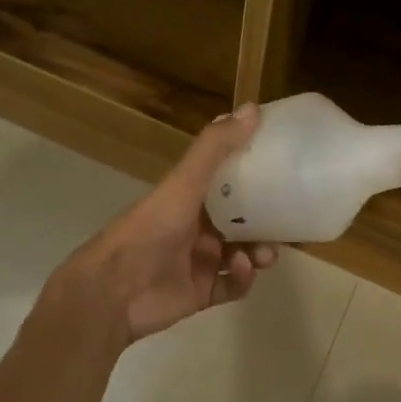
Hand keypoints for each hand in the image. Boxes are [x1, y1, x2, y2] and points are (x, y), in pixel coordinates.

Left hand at [56, 106, 278, 344]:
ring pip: (242, 253)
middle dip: (265, 221)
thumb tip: (254, 108)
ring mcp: (198, 262)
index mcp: (189, 198)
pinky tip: (241, 269)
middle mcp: (195, 227)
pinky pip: (232, 286)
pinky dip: (242, 278)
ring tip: (266, 254)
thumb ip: (216, 148)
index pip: (228, 182)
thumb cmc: (151, 229)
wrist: (115, 290)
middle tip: (286, 222)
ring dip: (259, 251)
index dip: (254, 175)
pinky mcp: (201, 293)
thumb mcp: (184, 182)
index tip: (283, 170)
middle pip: (241, 221)